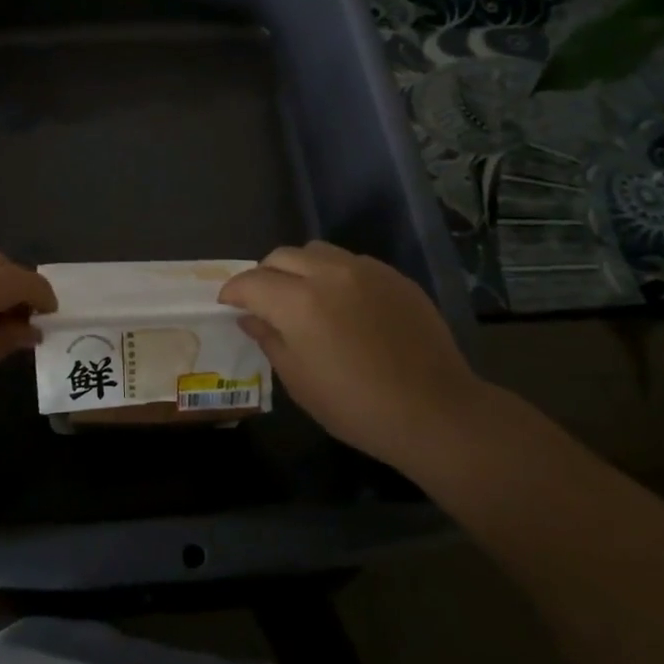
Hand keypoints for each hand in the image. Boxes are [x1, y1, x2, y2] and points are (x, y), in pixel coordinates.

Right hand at [218, 242, 479, 469]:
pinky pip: (351, 262)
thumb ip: (269, 340)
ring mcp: (366, 270)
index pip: (251, 281)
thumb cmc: (357, 407)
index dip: (233, 292)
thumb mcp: (299, 381)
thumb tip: (251, 318)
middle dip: (264, 275)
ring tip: (303, 296)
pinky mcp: (394, 276)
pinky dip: (334, 274)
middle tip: (263, 302)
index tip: (228, 305)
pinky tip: (343, 304)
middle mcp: (329, 273)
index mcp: (299, 302)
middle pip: (281, 256)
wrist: (436, 412)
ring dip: (299, 268)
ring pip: (316, 251)